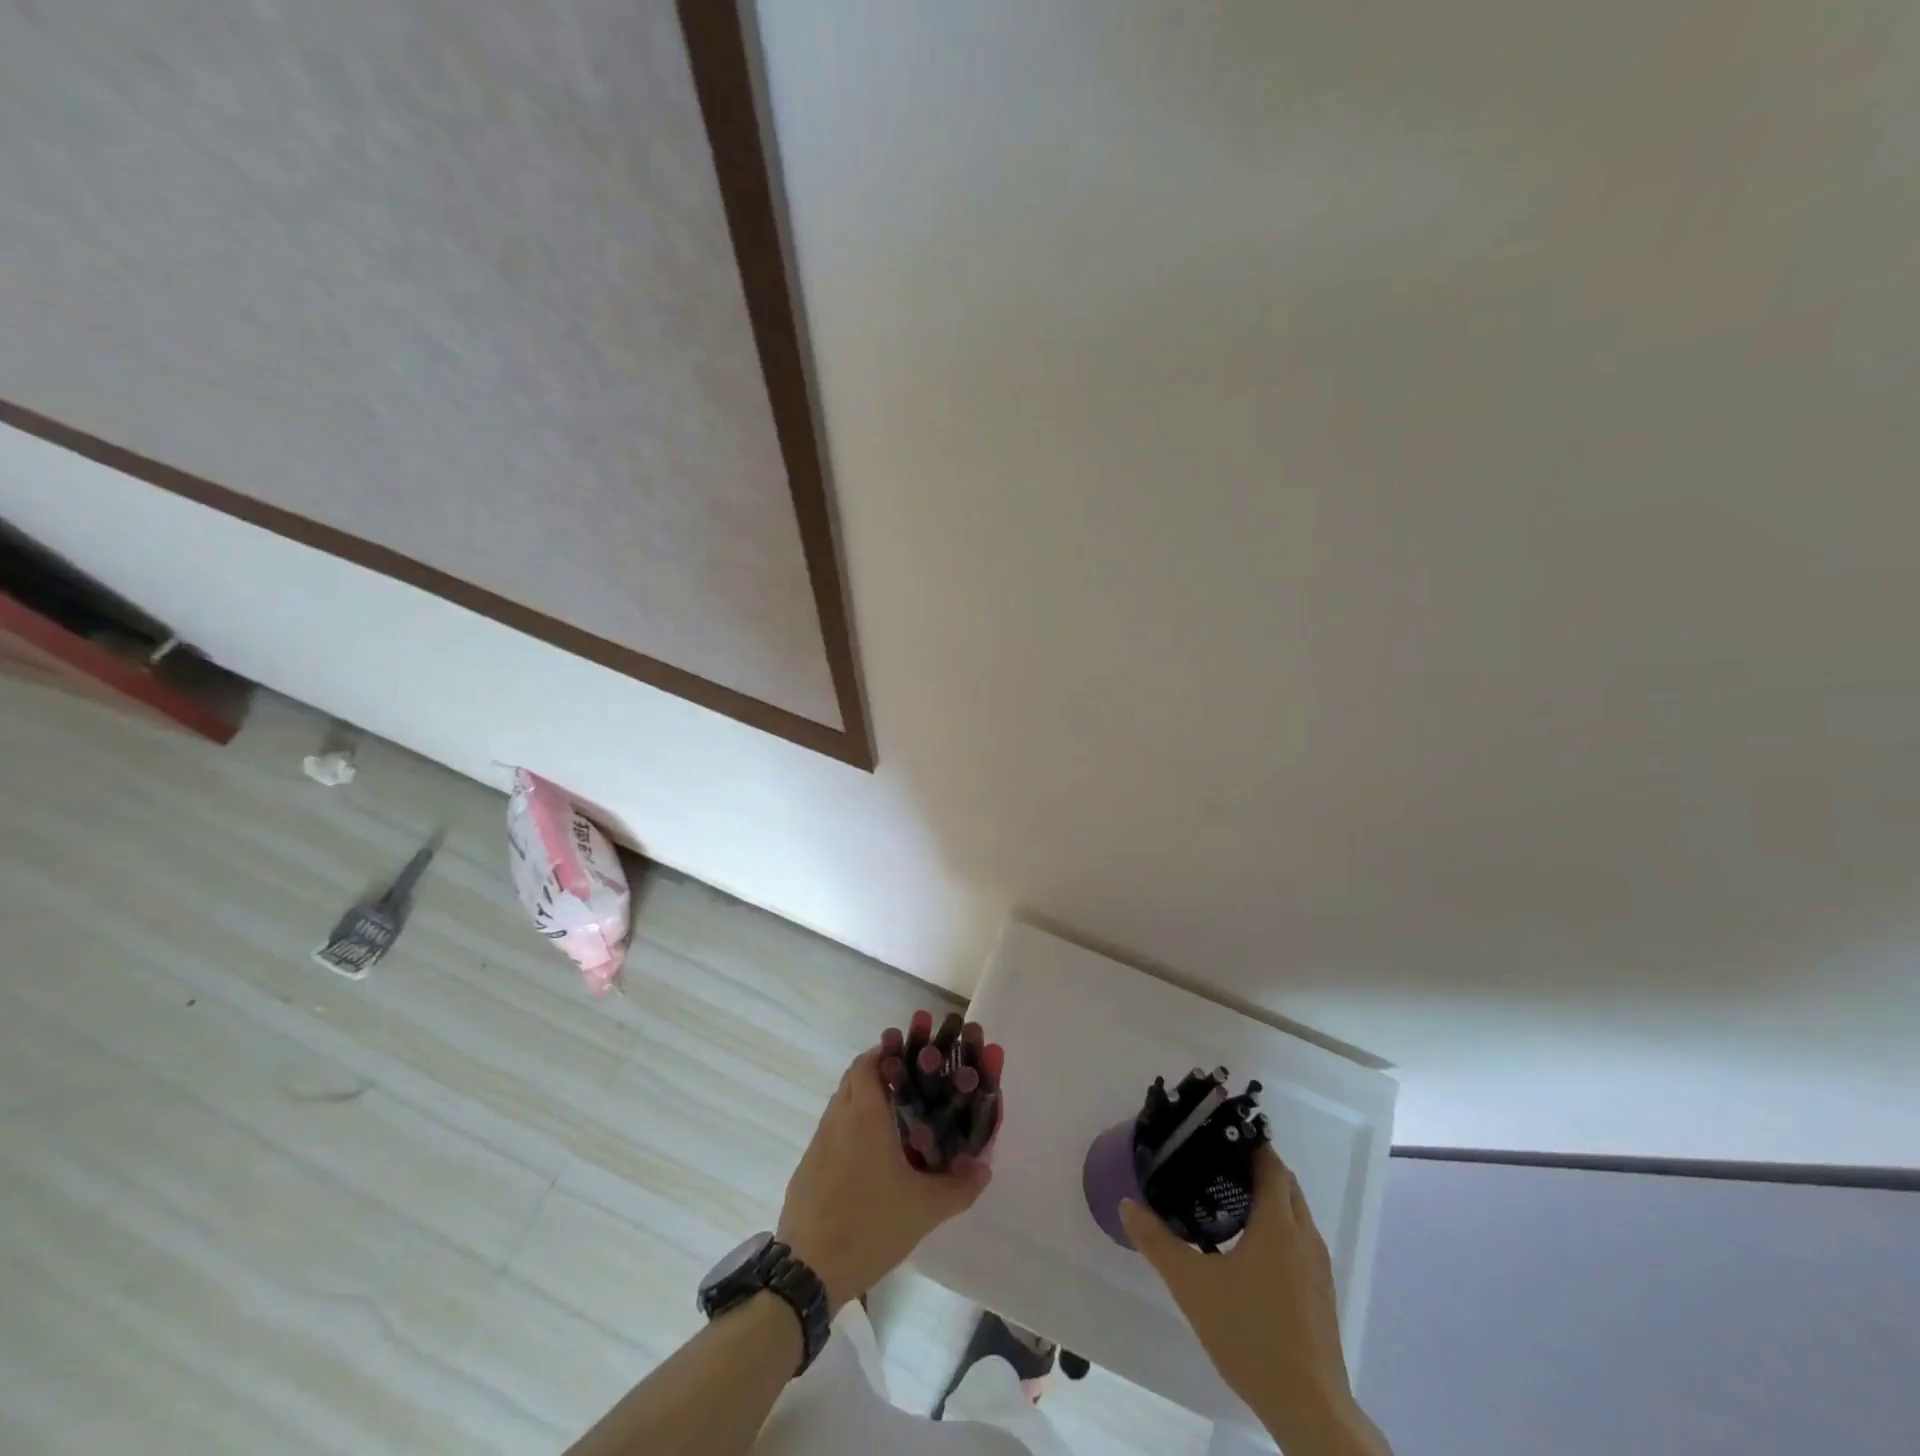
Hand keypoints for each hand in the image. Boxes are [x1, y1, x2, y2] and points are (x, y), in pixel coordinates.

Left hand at [777, 1044, 991, 1311]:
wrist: (808, 1271)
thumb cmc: (869, 1226)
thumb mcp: (923, 1209)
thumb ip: (959, 1187)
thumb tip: (984, 1168)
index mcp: (864, 1115)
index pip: (869, 1062)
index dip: (887, 1052)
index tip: (910, 1059)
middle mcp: (837, 1119)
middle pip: (853, 1078)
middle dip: (877, 1073)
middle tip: (907, 1087)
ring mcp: (817, 1143)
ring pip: (840, 1104)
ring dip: (861, 1102)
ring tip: (892, 1124)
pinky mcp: (806, 1167)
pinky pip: (830, 1133)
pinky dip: (847, 1131)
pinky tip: (867, 1161)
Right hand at [1121, 1144, 1375, 1451]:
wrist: (1310, 1409)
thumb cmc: (1251, 1335)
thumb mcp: (1193, 1287)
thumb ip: (1157, 1242)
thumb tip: (1127, 1204)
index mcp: (1278, 1222)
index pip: (1269, 1161)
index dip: (1247, 1141)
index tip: (1216, 1132)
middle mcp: (1304, 1235)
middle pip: (1284, 1182)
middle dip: (1254, 1165)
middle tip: (1213, 1161)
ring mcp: (1317, 1266)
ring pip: (1294, 1212)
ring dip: (1267, 1197)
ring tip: (1225, 1198)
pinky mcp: (1320, 1292)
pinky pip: (1298, 1239)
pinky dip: (1277, 1226)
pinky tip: (1247, 1247)